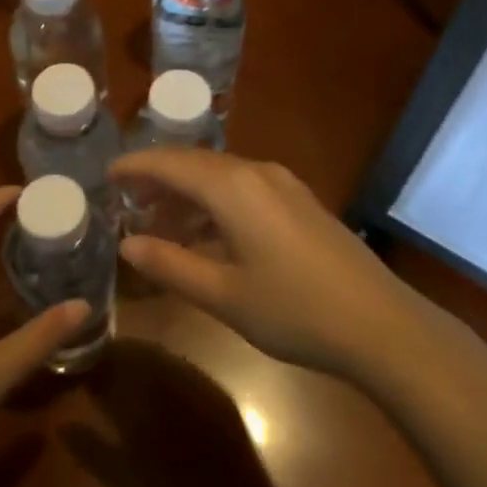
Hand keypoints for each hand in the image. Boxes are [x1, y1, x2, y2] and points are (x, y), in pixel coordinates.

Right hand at [109, 150, 414, 379]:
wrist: (379, 323)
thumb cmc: (293, 310)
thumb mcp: (223, 294)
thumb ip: (170, 264)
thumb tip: (128, 243)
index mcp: (234, 187)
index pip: (171, 163)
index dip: (136, 167)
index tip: (107, 175)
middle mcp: (258, 173)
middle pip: (197, 165)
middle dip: (159, 180)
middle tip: (127, 203)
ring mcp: (284, 186)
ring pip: (222, 177)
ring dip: (188, 195)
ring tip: (161, 225)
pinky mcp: (301, 202)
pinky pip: (245, 190)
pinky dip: (216, 205)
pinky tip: (208, 236)